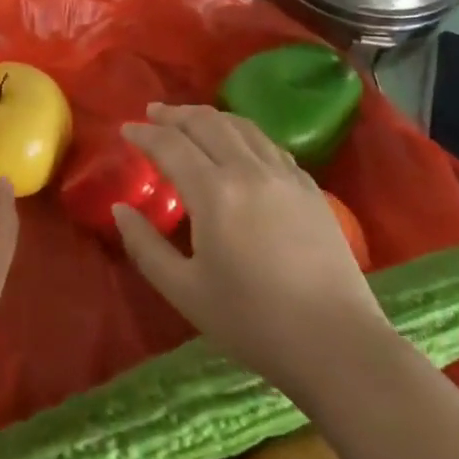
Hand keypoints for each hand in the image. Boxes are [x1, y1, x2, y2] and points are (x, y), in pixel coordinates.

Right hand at [116, 104, 382, 386]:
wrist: (338, 345)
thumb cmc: (252, 323)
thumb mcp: (184, 291)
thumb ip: (145, 246)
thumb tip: (120, 209)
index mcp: (214, 193)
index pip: (170, 145)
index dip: (144, 134)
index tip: (126, 130)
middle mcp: (249, 171)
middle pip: (206, 123)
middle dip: (174, 114)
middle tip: (152, 114)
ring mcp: (285, 176)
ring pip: (241, 126)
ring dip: (208, 117)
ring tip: (189, 120)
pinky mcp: (310, 188)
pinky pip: (268, 144)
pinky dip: (242, 133)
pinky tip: (236, 145)